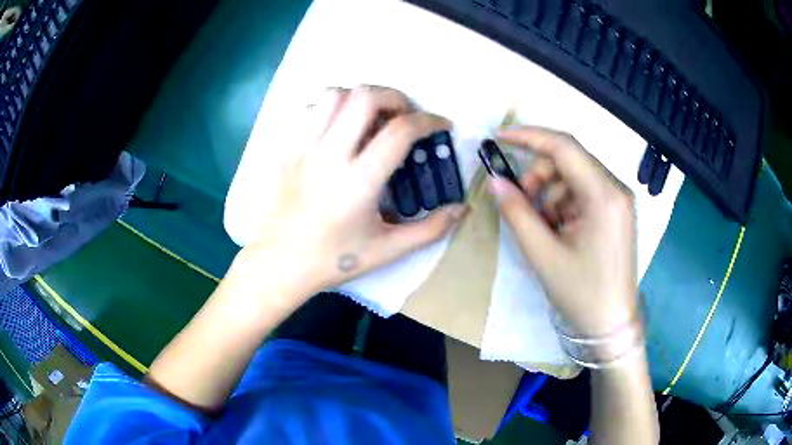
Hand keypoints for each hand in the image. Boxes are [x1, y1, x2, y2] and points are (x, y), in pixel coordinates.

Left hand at [237, 86, 467, 303]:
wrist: (280, 263)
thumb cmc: (333, 259)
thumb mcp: (387, 250)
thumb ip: (430, 229)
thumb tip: (462, 209)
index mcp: (358, 181)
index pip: (400, 131)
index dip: (429, 121)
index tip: (441, 126)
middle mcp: (329, 155)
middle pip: (365, 97)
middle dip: (396, 96)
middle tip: (406, 115)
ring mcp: (303, 148)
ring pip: (333, 94)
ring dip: (361, 97)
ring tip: (373, 117)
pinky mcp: (287, 149)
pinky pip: (310, 109)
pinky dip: (332, 107)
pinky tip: (340, 126)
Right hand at [488, 127, 636, 335]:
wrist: (611, 325)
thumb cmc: (581, 294)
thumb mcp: (543, 255)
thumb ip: (517, 213)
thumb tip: (494, 181)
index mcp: (604, 196)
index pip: (564, 147)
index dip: (529, 137)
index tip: (499, 138)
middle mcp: (616, 189)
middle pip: (569, 160)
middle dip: (539, 174)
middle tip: (521, 202)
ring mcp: (618, 200)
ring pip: (573, 176)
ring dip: (549, 192)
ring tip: (541, 226)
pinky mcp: (615, 211)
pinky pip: (582, 192)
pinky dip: (562, 204)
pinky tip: (557, 230)